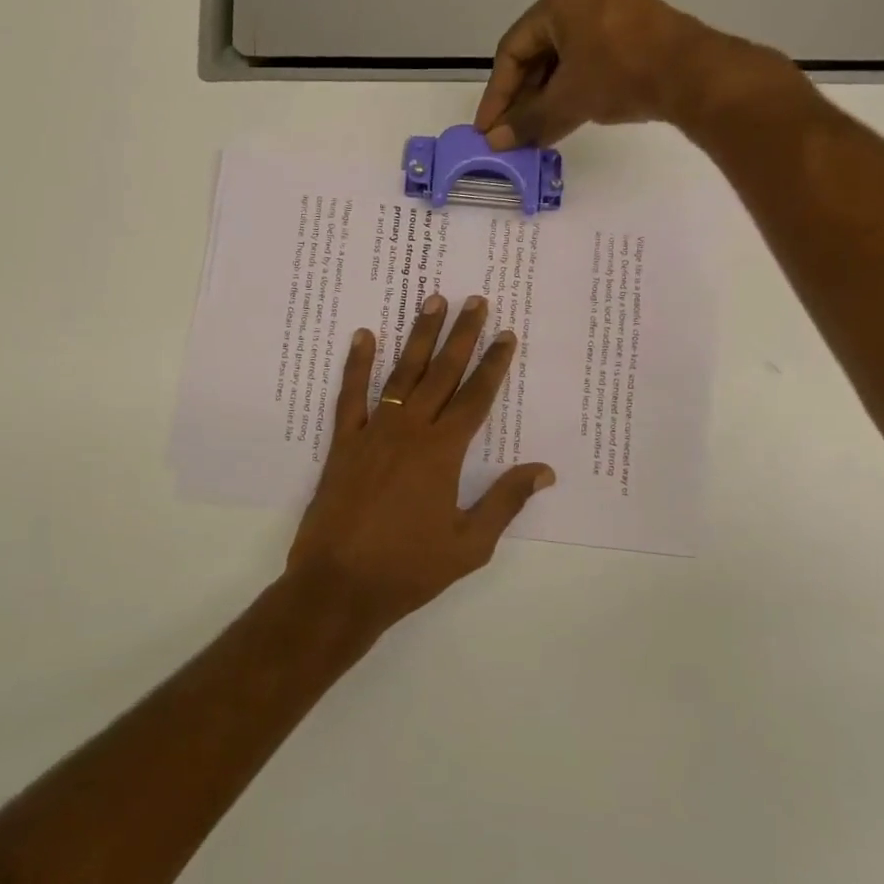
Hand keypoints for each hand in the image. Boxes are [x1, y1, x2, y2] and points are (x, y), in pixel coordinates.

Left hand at [286, 293, 555, 638]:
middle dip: (461, 335)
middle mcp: (410, 431)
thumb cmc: (409, 568)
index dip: (493, 364)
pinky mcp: (343, 443)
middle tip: (474, 299)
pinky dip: (357, 364)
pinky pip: (350, 395)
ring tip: (431, 301)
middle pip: (442, 373)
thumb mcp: (469, 544)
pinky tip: (364, 335)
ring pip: (401, 374)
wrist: (339, 584)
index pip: (476, 397)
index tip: (506, 334)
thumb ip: (505, 501)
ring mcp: (373, 432)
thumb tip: (544, 470)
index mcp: (444, 452)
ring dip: (419, 337)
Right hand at [473, 0, 802, 149]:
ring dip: (547, 96)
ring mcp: (614, 10)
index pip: (512, 50)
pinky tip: (569, 116)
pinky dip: (574, 87)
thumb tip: (495, 143)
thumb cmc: (620, 75)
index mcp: (560, 1)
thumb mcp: (567, 101)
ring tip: (537, 131)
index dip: (496, 93)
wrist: (695, 74)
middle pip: (538, 52)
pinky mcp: (637, 30)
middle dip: (522, 97)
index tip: (487, 128)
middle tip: (510, 132)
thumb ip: (528, 122)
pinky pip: (591, 58)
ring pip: (565, 58)